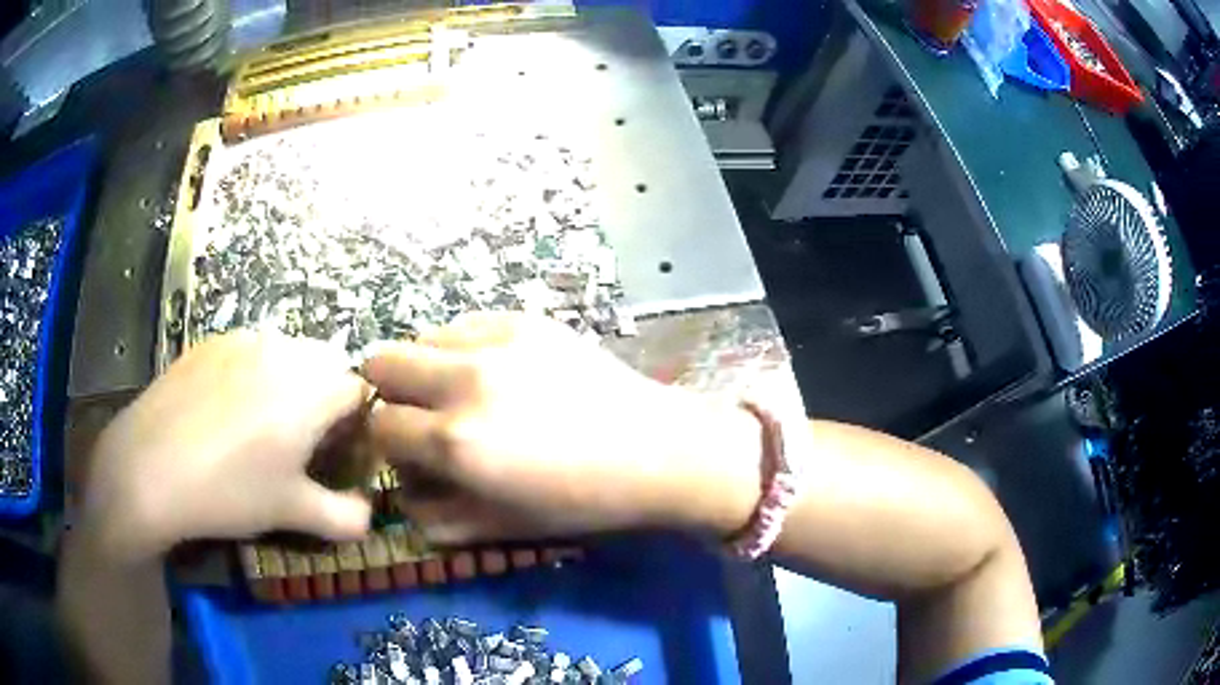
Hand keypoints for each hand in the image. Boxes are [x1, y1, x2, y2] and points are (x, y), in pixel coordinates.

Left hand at [83, 331, 372, 562]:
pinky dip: (254, 375)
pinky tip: (225, 414)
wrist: (150, 467)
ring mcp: (242, 339)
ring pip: (288, 353)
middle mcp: (283, 349)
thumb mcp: (293, 512)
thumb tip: (369, 516)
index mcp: (312, 388)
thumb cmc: (230, 491)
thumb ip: (346, 517)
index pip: (359, 390)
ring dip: (290, 384)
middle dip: (325, 400)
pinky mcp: (211, 342)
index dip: (357, 425)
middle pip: (326, 365)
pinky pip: (250, 351)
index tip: (337, 456)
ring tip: (260, 428)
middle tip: (301, 443)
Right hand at [364, 313, 762, 543]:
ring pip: (422, 337)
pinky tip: (496, 372)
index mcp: (456, 440)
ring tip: (462, 393)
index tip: (409, 451)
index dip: (387, 443)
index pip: (379, 425)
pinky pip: (465, 324)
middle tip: (422, 415)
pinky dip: (463, 348)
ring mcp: (497, 340)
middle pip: (382, 362)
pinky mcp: (526, 319)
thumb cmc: (580, 501)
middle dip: (390, 393)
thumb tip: (403, 491)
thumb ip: (434, 517)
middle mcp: (465, 380)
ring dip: (427, 367)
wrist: (656, 450)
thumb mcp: (501, 527)